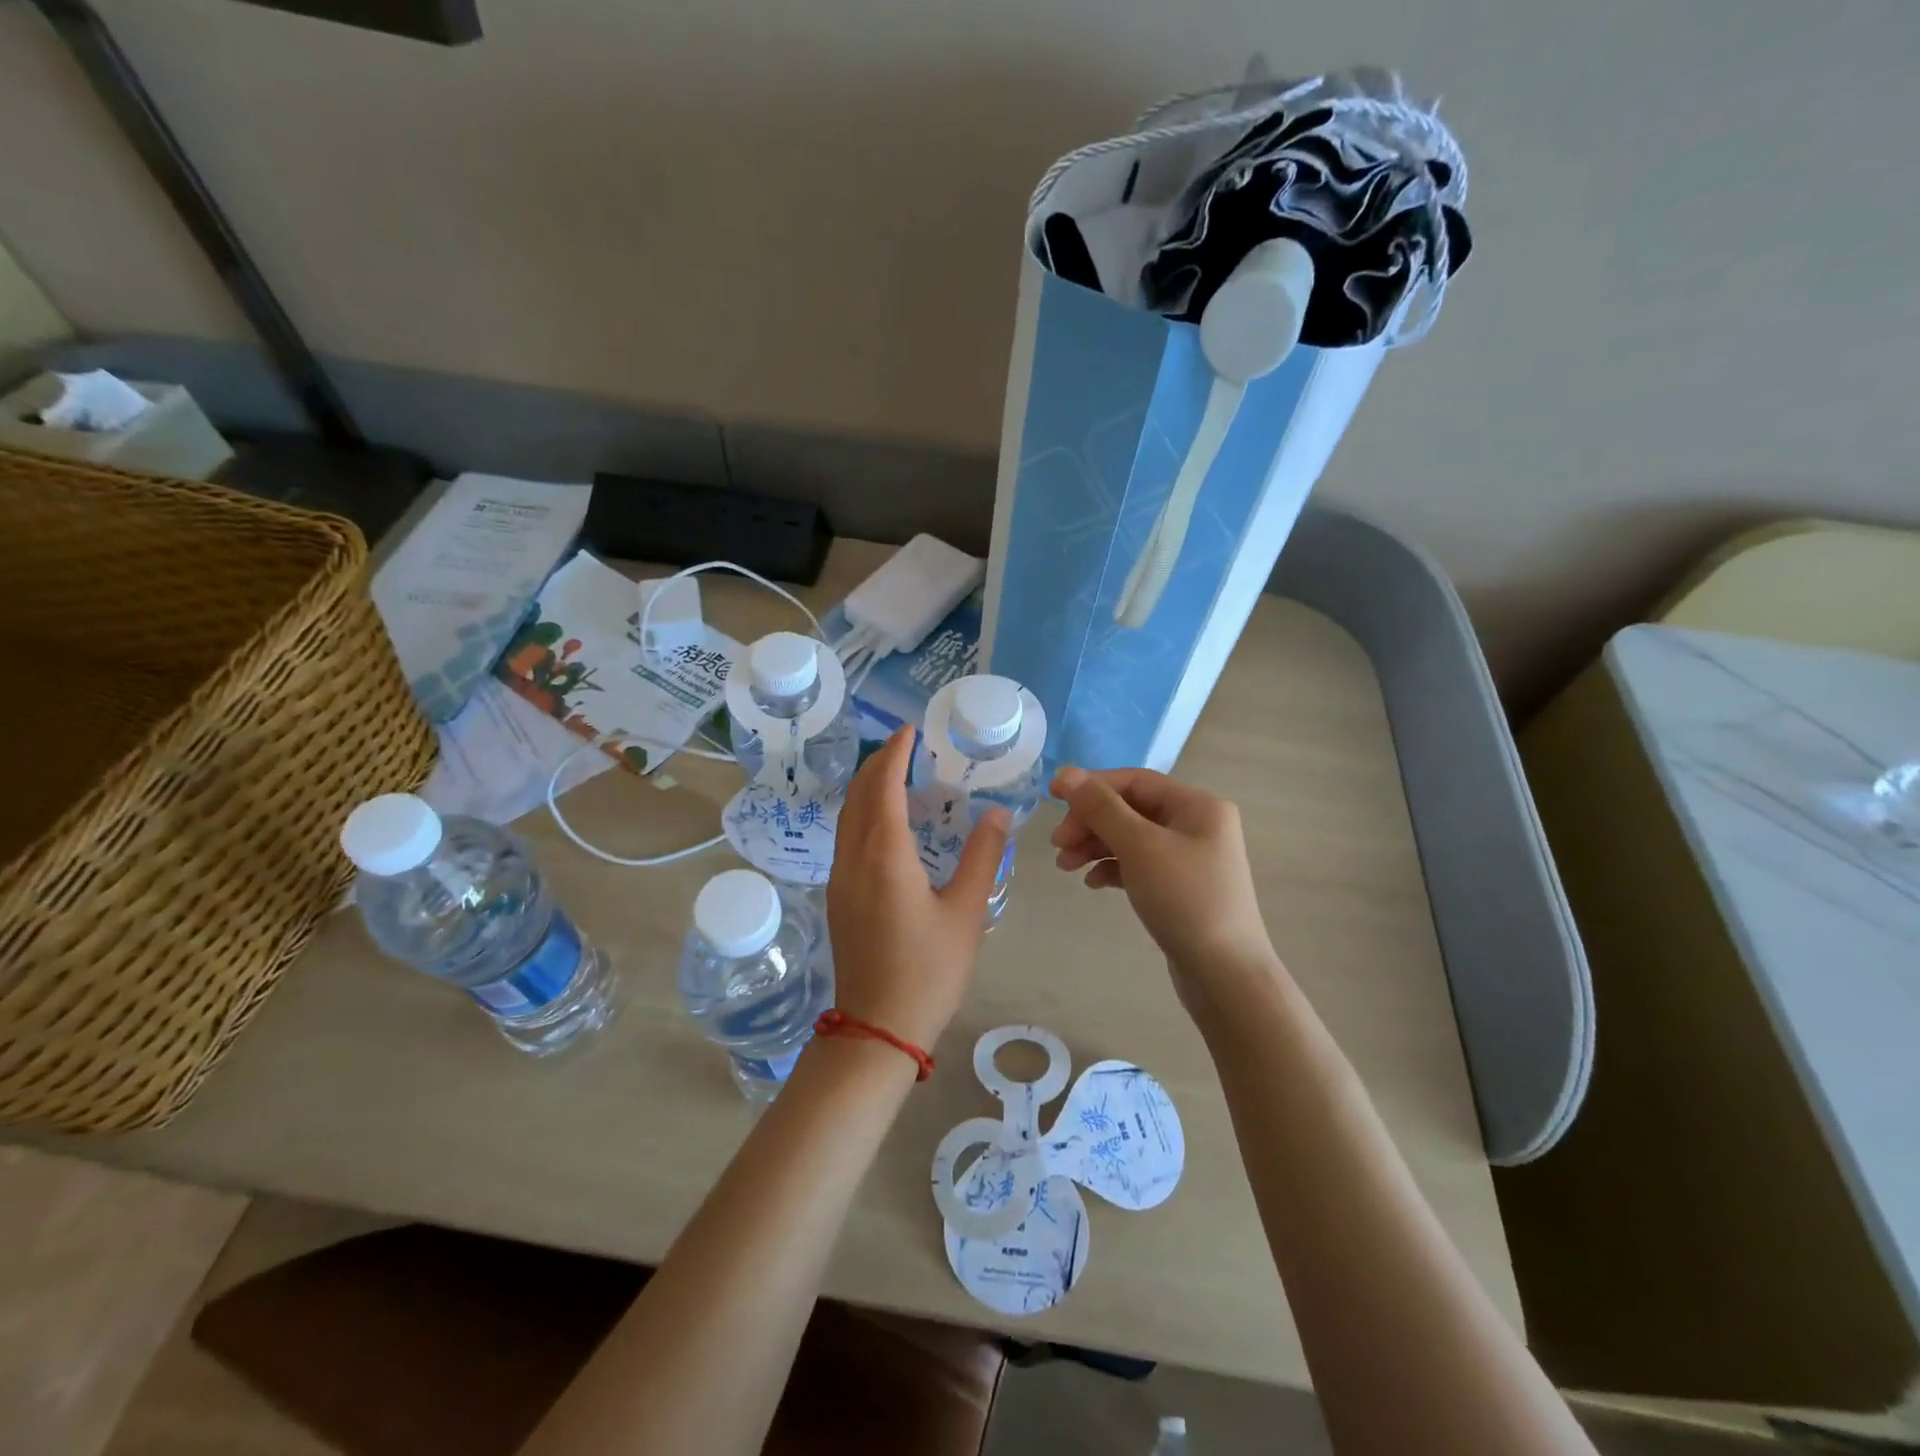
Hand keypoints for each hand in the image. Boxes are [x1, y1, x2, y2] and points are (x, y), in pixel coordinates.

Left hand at [826, 727, 1010, 1051]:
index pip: (882, 786)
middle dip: (876, 764)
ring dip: (866, 788)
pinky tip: (884, 824)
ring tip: (895, 775)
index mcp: (884, 855)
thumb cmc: (928, 970)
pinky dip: (862, 814)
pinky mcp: (838, 898)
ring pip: (846, 817)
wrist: (877, 1029)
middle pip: (856, 795)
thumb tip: (997, 812)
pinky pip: (846, 838)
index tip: (909, 730)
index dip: (893, 754)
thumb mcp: (966, 912)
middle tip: (904, 746)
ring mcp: (839, 879)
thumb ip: (982, 856)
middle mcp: (853, 858)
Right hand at [1050, 765, 1280, 1017]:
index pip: (1134, 781)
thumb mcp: (1139, 847)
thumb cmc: (1185, 900)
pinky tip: (1093, 883)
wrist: (1225, 975)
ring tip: (1065, 866)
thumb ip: (1101, 808)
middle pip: (1130, 809)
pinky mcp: (1180, 887)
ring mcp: (1189, 858)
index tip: (1052, 800)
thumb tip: (1066, 774)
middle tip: (1057, 845)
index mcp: (1197, 805)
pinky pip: (1138, 865)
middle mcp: (1197, 825)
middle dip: (1090, 822)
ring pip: (1131, 838)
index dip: (1091, 786)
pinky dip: (1112, 868)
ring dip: (1095, 846)